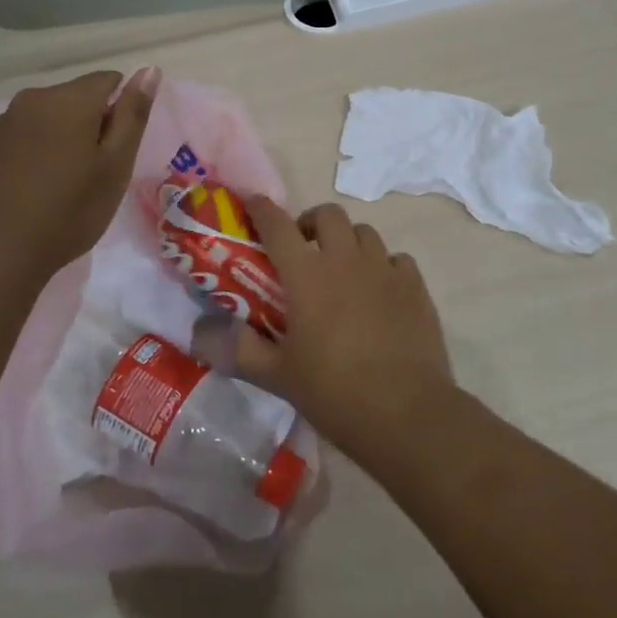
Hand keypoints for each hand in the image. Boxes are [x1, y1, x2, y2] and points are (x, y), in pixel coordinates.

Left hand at [0, 68, 158, 281]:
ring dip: (56, 141)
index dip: (120, 110)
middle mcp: (30, 100)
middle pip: (72, 99)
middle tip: (91, 175)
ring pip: (41, 121)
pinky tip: (26, 194)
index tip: (117, 149)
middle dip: (87, 125)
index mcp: (70, 100)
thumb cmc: (68, 211)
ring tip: (57, 188)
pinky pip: (14, 142)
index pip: (108, 80)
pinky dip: (27, 157)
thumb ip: (133, 115)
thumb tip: (149, 69)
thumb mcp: (115, 166)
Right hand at [230, 198, 457, 460]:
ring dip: (346, 241)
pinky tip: (378, 291)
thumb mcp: (277, 376)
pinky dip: (381, 265)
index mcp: (307, 275)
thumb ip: (239, 350)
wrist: (407, 413)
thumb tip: (200, 334)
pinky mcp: (415, 287)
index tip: (252, 204)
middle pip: (328, 214)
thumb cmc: (335, 392)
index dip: (262, 209)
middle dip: (310, 222)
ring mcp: (385, 270)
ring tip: (340, 269)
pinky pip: (396, 259)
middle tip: (302, 248)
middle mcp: (346, 260)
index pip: (278, 226)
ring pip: (364, 232)